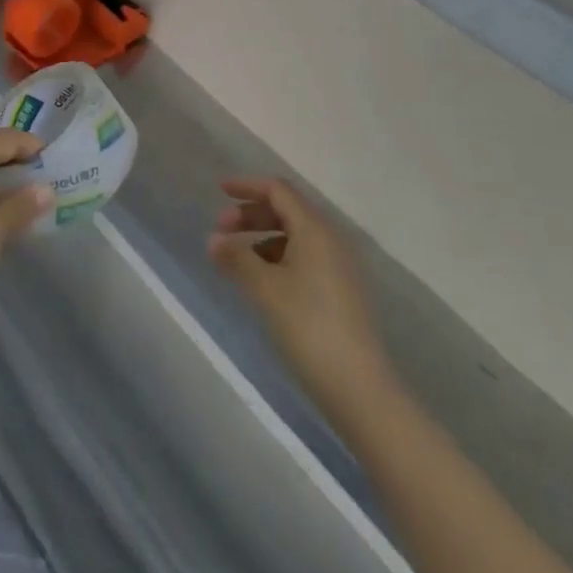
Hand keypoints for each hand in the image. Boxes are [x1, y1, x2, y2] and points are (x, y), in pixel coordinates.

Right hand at [208, 177, 389, 404]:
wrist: (359, 386)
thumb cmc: (308, 325)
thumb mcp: (265, 288)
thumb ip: (237, 258)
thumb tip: (214, 240)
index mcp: (315, 229)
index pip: (278, 190)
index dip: (248, 186)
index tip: (220, 191)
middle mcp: (330, 239)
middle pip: (286, 211)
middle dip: (251, 215)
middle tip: (221, 232)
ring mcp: (339, 266)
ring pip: (295, 236)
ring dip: (262, 239)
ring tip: (236, 262)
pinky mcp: (341, 291)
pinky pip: (304, 258)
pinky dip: (278, 259)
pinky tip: (261, 283)